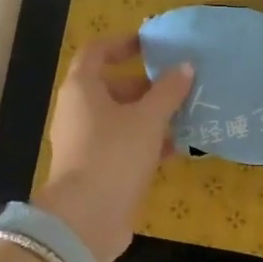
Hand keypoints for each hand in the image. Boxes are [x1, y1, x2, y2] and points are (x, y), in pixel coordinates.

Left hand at [36, 34, 192, 261]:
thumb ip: (168, 91)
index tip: (150, 45)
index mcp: (81, 89)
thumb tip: (185, 67)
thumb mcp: (148, 119)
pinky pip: (123, 146)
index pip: (96, 52)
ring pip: (120, 120)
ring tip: (185, 115)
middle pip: (111, 88)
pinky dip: (146, 143)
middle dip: (145, 85)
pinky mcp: (96, 170)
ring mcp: (85, 143)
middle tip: (178, 85)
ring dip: (150, 116)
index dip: (122, 44)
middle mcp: (78, 112)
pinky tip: (176, 149)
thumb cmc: (114, 154)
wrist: (87, 217)